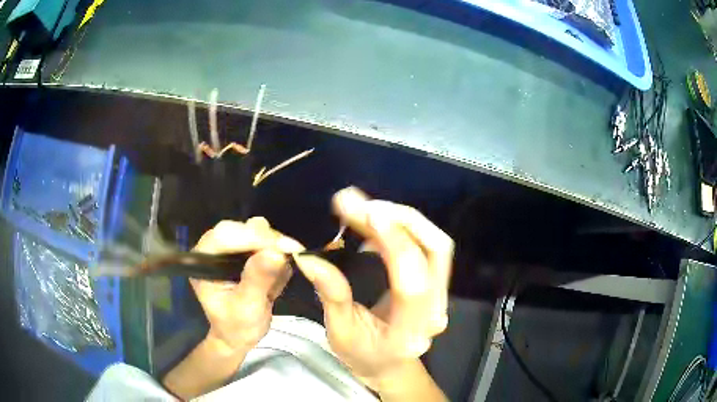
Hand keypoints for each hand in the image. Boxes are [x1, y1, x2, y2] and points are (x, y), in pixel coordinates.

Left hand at [192, 217, 303, 351]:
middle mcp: (214, 249)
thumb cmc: (237, 326)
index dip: (253, 238)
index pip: (224, 236)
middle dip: (267, 241)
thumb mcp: (248, 308)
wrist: (239, 336)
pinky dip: (278, 254)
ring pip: (255, 231)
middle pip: (241, 229)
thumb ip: (258, 280)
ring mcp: (229, 248)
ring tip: (280, 276)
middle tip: (291, 256)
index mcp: (204, 261)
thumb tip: (276, 252)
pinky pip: (265, 240)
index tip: (284, 248)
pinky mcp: (244, 251)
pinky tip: (278, 276)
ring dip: (275, 248)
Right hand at [294, 187, 453, 389]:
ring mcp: (442, 296)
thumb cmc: (363, 355)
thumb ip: (331, 295)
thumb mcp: (340, 333)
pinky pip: (429, 247)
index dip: (392, 241)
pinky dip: (405, 228)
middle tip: (359, 203)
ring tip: (366, 209)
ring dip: (403, 218)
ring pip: (436, 244)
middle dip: (399, 218)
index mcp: (408, 330)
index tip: (363, 211)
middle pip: (435, 250)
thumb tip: (308, 257)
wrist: (390, 366)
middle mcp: (434, 310)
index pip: (411, 280)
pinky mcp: (438, 285)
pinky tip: (378, 226)